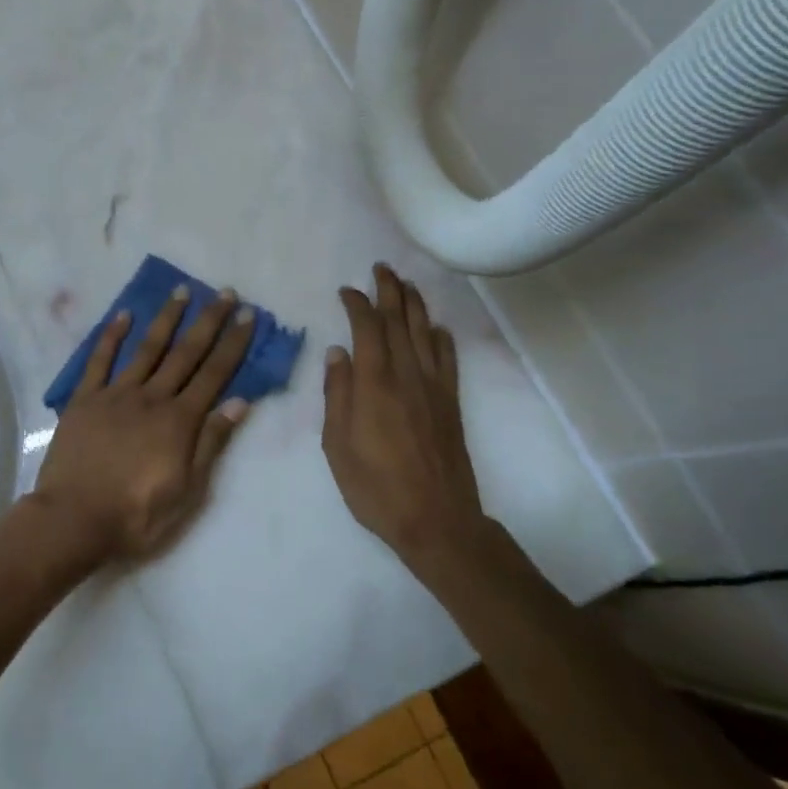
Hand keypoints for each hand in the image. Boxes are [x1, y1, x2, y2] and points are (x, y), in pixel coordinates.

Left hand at [35, 285, 255, 562]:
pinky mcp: (85, 399)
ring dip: (166, 318)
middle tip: (225, 293)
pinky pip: (99, 361)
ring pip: (146, 348)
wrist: (73, 519)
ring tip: (181, 291)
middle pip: (185, 353)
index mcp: (179, 421)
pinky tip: (123, 315)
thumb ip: (210, 443)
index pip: (214, 374)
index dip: (233, 343)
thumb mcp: (187, 491)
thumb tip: (238, 402)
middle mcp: (151, 398)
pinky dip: (111, 336)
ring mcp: (116, 394)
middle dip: (208, 321)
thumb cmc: (136, 515)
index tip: (248, 315)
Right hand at [322, 265, 483, 567]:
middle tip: (382, 268)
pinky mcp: (451, 404)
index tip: (346, 290)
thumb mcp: (337, 444)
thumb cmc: (375, 486)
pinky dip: (442, 339)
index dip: (357, 304)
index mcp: (375, 384)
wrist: (435, 520)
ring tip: (406, 284)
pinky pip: (447, 361)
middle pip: (400, 322)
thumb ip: (338, 394)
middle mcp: (407, 376)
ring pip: (425, 334)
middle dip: (390, 291)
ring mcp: (433, 388)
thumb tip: (338, 353)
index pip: (367, 329)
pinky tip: (437, 328)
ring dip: (415, 305)